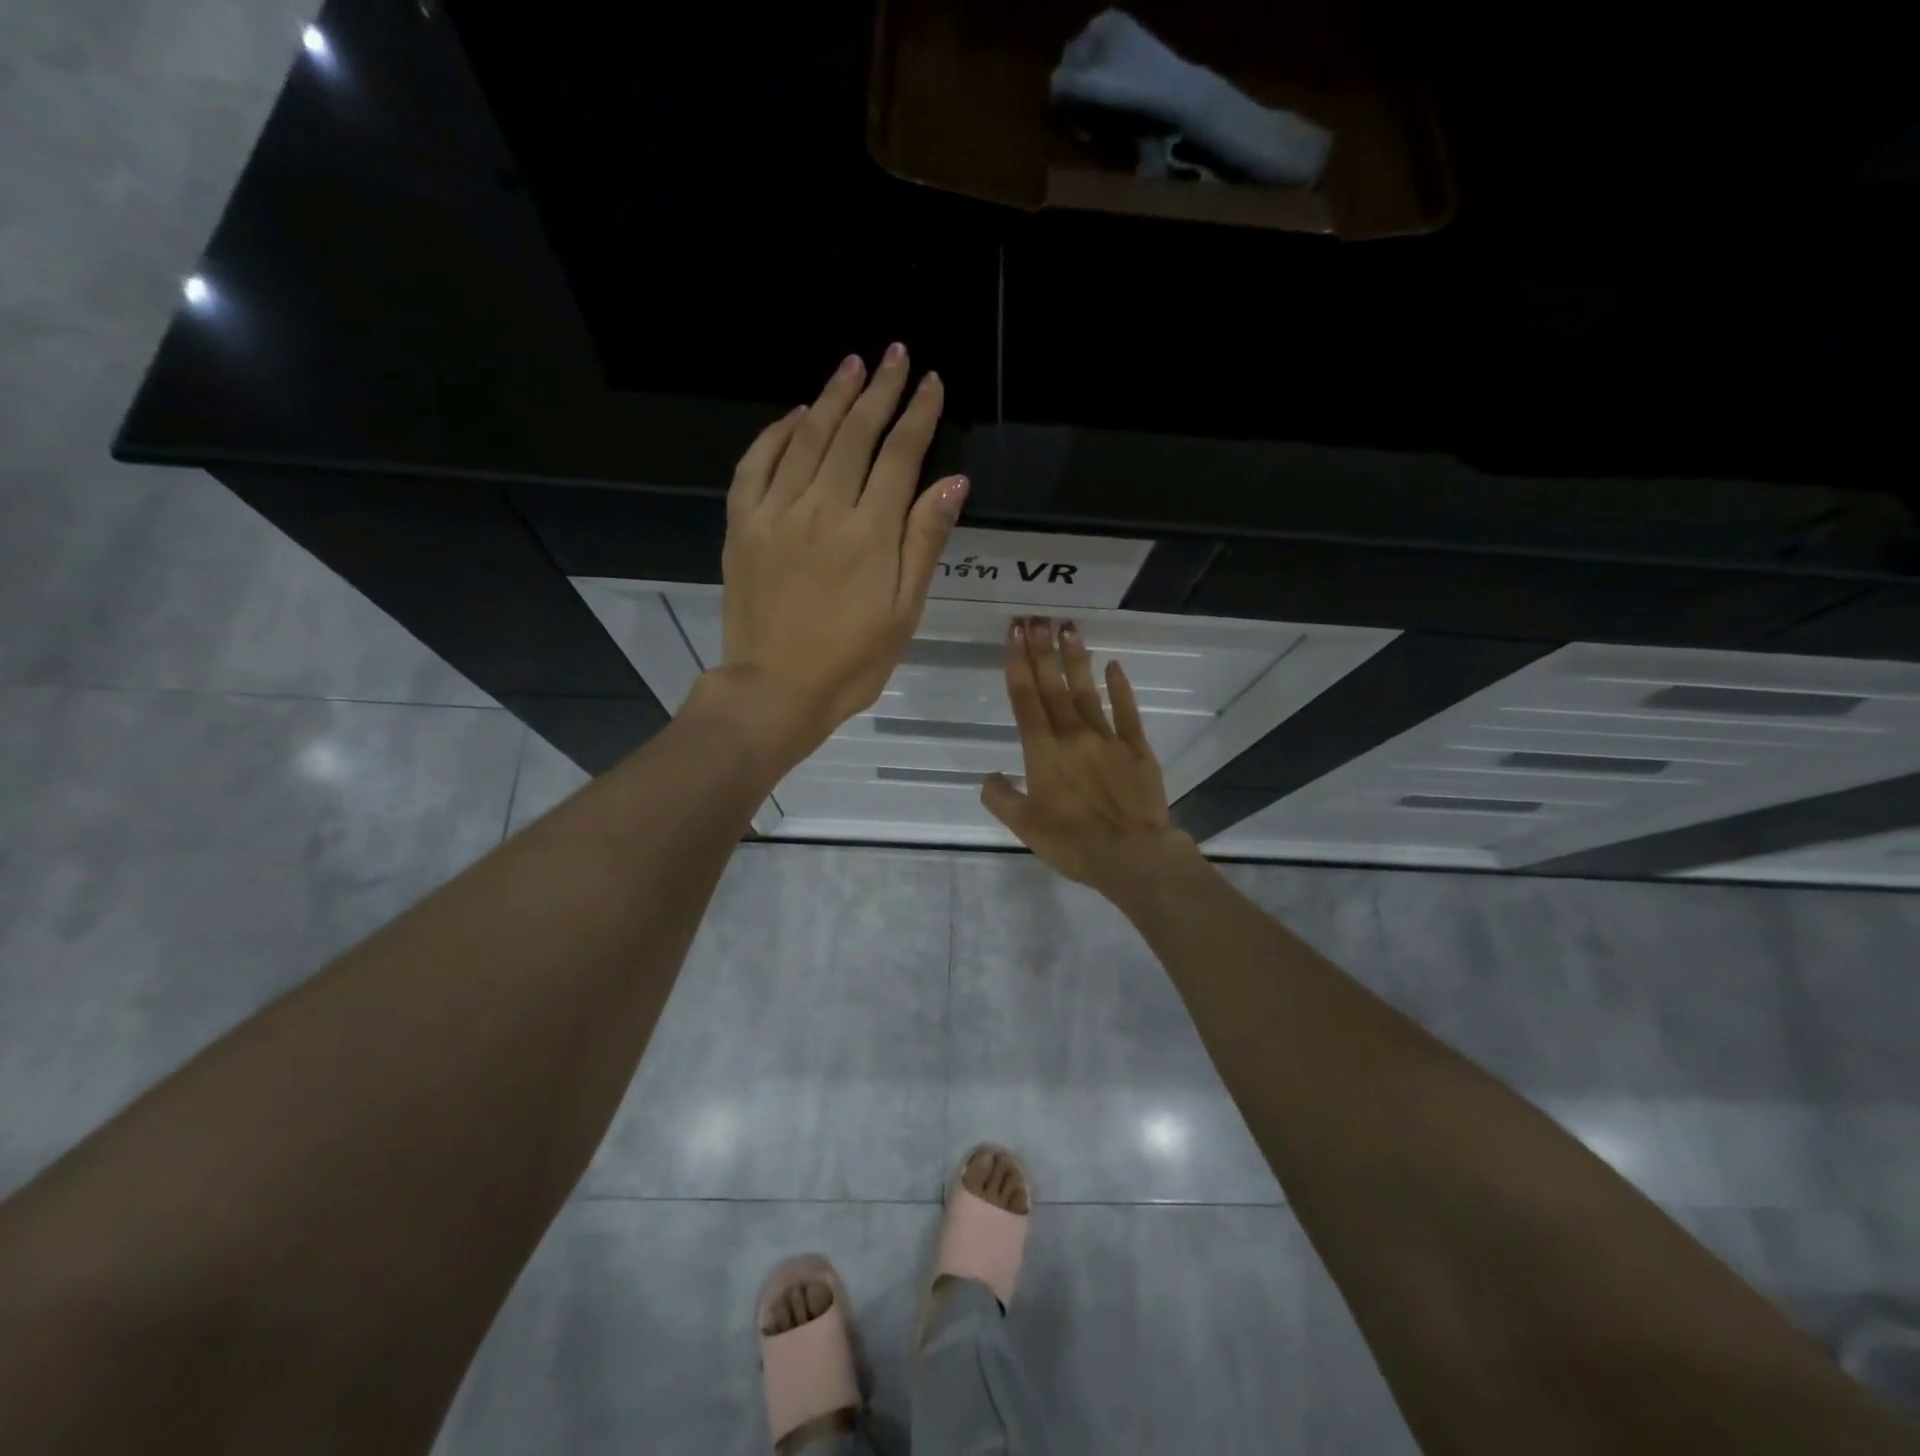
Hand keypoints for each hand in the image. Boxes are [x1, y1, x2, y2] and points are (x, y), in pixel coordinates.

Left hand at [715, 345, 967, 765]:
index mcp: (869, 532)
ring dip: (832, 398)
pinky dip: (776, 434)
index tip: (931, 381)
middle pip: (854, 434)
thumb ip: (924, 542)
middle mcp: (822, 508)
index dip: (918, 415)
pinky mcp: (742, 525)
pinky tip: (795, 416)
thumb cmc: (852, 662)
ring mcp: (776, 513)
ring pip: (807, 438)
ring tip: (852, 366)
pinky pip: (756, 464)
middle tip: (895, 355)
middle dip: (879, 391)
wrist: (774, 690)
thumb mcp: (904, 611)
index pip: (900, 456)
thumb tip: (952, 481)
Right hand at [981, 618, 1199, 895]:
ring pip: (1086, 692)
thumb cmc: (1072, 843)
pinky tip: (1113, 666)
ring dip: (1075, 659)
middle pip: (1053, 687)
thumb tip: (990, 777)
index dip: (1018, 665)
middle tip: (1035, 619)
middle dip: (1041, 651)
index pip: (1025, 700)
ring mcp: (1108, 738)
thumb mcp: (1024, 826)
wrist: (1132, 855)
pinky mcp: (1137, 748)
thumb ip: (1001, 798)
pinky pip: (1126, 712)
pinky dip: (1119, 688)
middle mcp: (1073, 735)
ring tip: (1067, 628)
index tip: (1013, 635)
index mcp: (1043, 752)